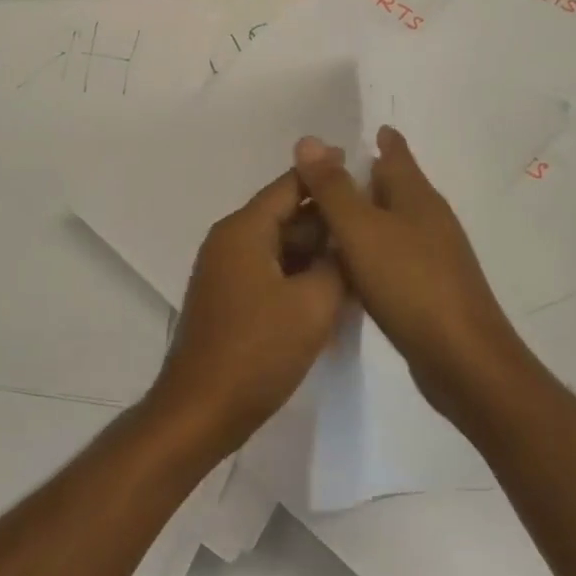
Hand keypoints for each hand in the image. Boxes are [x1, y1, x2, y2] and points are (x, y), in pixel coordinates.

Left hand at [148, 169, 347, 455]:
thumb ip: (337, 265)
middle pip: (285, 215)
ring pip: (280, 247)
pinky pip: (271, 271)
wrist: (202, 410)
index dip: (324, 174)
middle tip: (373, 219)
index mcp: (244, 230)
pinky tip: (334, 288)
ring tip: (362, 253)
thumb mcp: (313, 305)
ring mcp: (227, 272)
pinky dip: (300, 274)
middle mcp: (231, 241)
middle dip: (327, 219)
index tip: (360, 165)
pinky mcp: (230, 299)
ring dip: (317, 250)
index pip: (289, 186)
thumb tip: (347, 243)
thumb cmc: (258, 351)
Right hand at [294, 127, 528, 428]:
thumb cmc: (410, 284)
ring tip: (331, 218)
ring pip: (396, 222)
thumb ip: (332, 188)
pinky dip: (374, 249)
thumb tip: (309, 139)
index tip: (363, 132)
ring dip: (369, 216)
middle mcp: (430, 219)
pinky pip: (396, 255)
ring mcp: (435, 256)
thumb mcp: (360, 230)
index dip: (382, 141)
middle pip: (397, 187)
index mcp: (417, 197)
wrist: (462, 359)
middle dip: (369, 177)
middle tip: (326, 178)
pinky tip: (353, 265)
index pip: (397, 155)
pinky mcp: (431, 289)